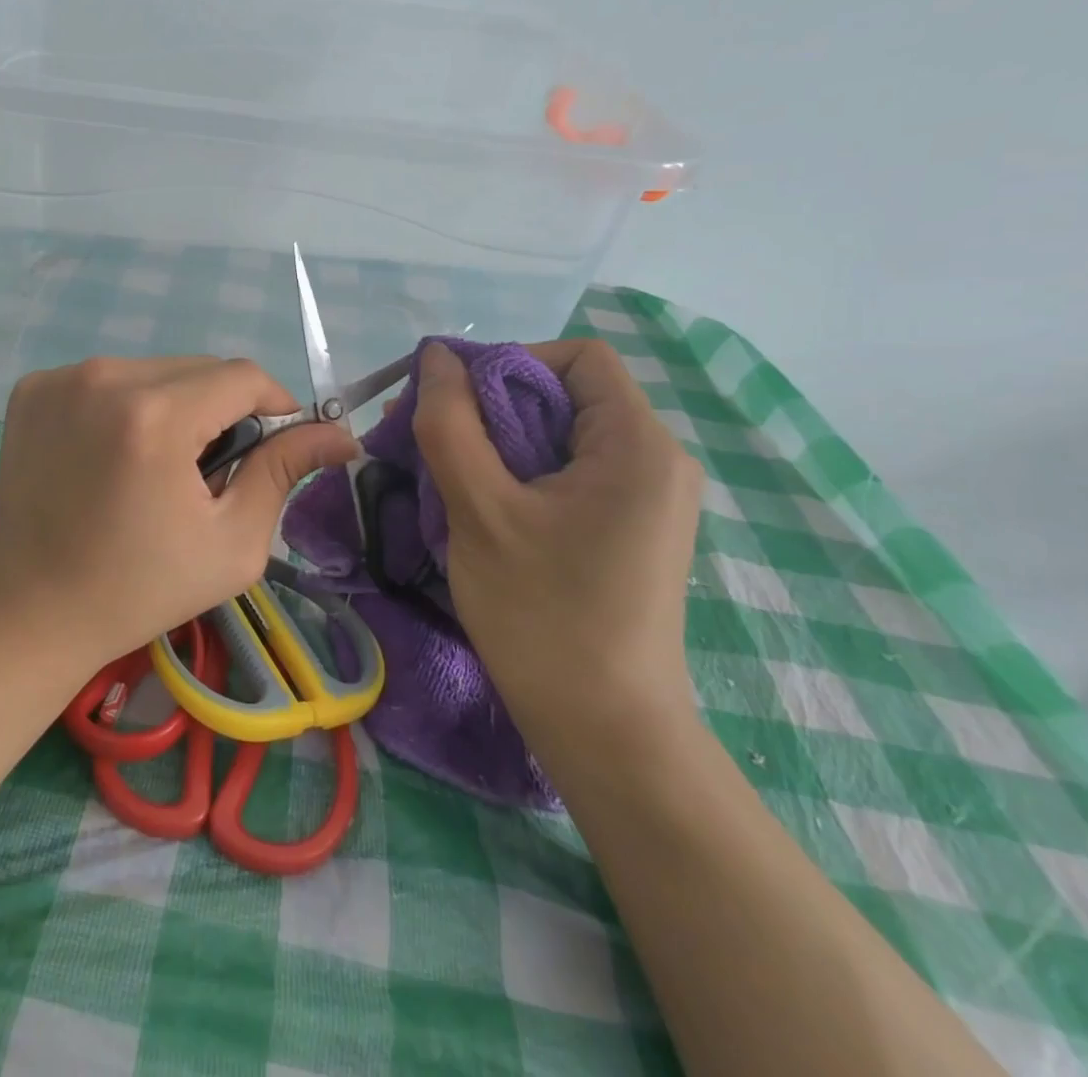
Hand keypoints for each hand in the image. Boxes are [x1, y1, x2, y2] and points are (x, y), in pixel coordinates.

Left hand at [0, 357, 356, 671]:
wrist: (29, 609)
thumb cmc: (138, 589)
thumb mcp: (232, 543)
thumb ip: (284, 472)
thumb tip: (340, 435)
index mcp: (156, 417)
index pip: (243, 376)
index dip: (274, 404)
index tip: (275, 444)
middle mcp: (104, 377)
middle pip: (198, 368)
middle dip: (222, 409)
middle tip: (212, 470)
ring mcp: (61, 378)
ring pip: (154, 370)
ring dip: (175, 405)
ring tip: (159, 466)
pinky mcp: (33, 388)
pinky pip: (108, 379)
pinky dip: (127, 406)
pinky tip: (113, 456)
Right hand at [411, 339, 703, 759]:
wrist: (606, 732)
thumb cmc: (542, 615)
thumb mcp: (480, 510)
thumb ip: (451, 424)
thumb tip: (437, 355)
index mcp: (638, 444)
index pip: (577, 357)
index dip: (509, 362)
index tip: (452, 401)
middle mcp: (657, 460)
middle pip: (567, 395)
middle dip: (491, 406)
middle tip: (430, 439)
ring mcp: (648, 499)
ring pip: (562, 437)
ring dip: (498, 443)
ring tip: (446, 476)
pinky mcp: (632, 530)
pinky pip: (570, 474)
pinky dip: (520, 474)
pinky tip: (481, 508)